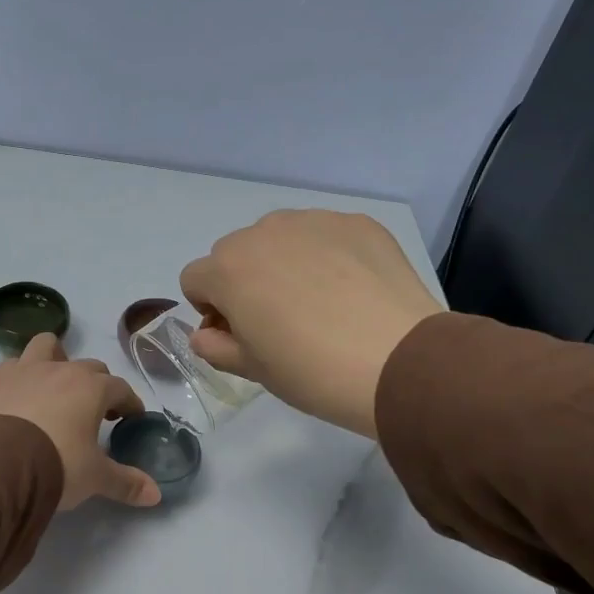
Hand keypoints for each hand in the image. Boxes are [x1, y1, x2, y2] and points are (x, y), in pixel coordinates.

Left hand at [0, 334, 161, 508]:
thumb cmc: (57, 465)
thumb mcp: (95, 478)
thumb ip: (125, 482)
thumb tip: (155, 495)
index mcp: (92, 388)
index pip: (120, 388)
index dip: (129, 402)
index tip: (131, 416)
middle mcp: (62, 370)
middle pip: (89, 366)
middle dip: (97, 384)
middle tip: (96, 410)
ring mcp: (25, 370)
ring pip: (47, 347)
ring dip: (57, 360)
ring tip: (55, 386)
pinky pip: (13, 366)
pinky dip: (21, 376)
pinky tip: (20, 396)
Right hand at [180, 210, 443, 438]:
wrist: (398, 361)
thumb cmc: (311, 372)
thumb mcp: (253, 370)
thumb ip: (215, 347)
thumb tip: (207, 335)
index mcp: (227, 269)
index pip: (195, 279)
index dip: (211, 309)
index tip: (239, 334)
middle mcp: (263, 232)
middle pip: (235, 253)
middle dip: (244, 281)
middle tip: (279, 320)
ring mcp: (314, 221)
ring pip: (280, 237)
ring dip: (283, 262)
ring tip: (319, 302)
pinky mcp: (357, 223)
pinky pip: (325, 235)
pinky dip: (327, 256)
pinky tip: (352, 290)